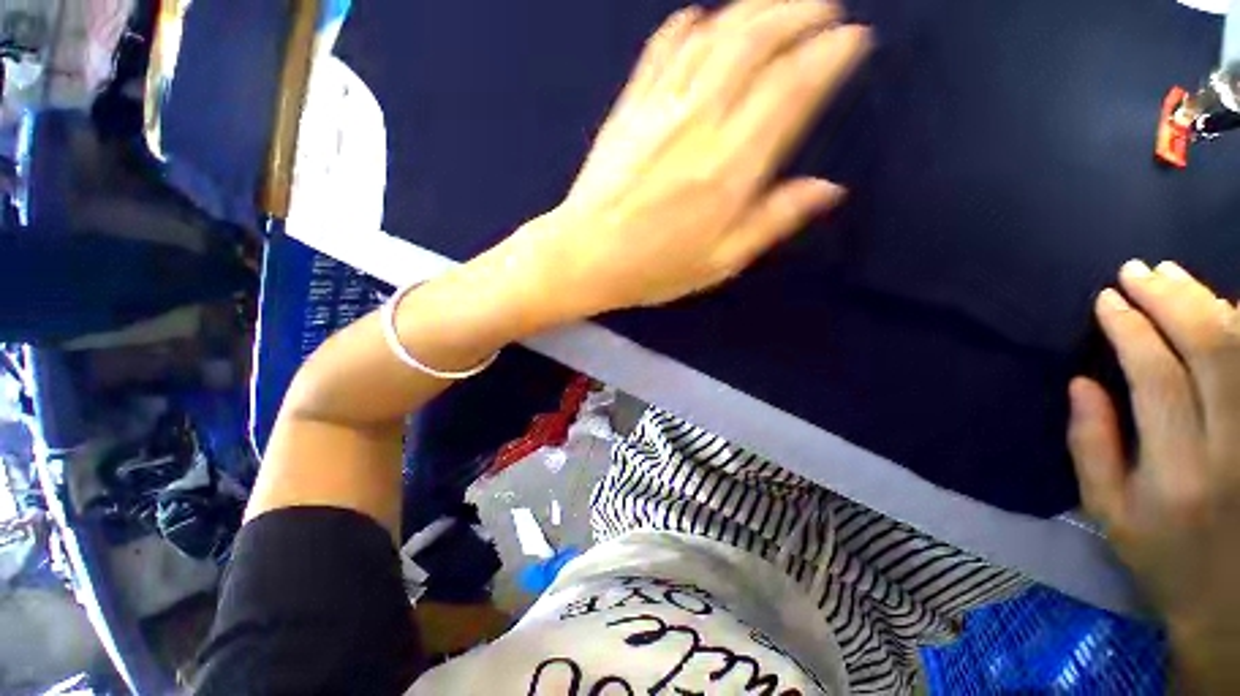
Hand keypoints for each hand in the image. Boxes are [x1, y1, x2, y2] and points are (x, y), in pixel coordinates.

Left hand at [499, 0, 870, 321]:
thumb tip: (828, 189)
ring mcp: (660, 108)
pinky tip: (701, 18)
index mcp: (730, 168)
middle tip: (824, 9)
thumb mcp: (720, 261)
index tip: (853, 39)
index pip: (792, 88)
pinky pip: (662, 49)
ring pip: (714, 34)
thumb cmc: (653, 269)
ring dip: (752, 8)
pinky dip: (688, 25)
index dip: (830, 55)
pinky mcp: (629, 107)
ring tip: (777, 4)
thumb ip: (773, 220)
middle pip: (756, 42)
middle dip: (798, 13)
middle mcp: (700, 123)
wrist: (584, 257)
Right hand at [1068, 260, 1239, 690]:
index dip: (1130, 330)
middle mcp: (1229, 448)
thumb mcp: (1109, 514)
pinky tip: (1222, 306)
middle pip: (1211, 350)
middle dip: (1170, 300)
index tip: (1106, 300)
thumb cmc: (1164, 557)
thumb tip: (1081, 382)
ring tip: (1171, 275)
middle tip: (1136, 270)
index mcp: (1178, 473)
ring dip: (1206, 302)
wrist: (1233, 602)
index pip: (1156, 377)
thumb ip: (1091, 446)